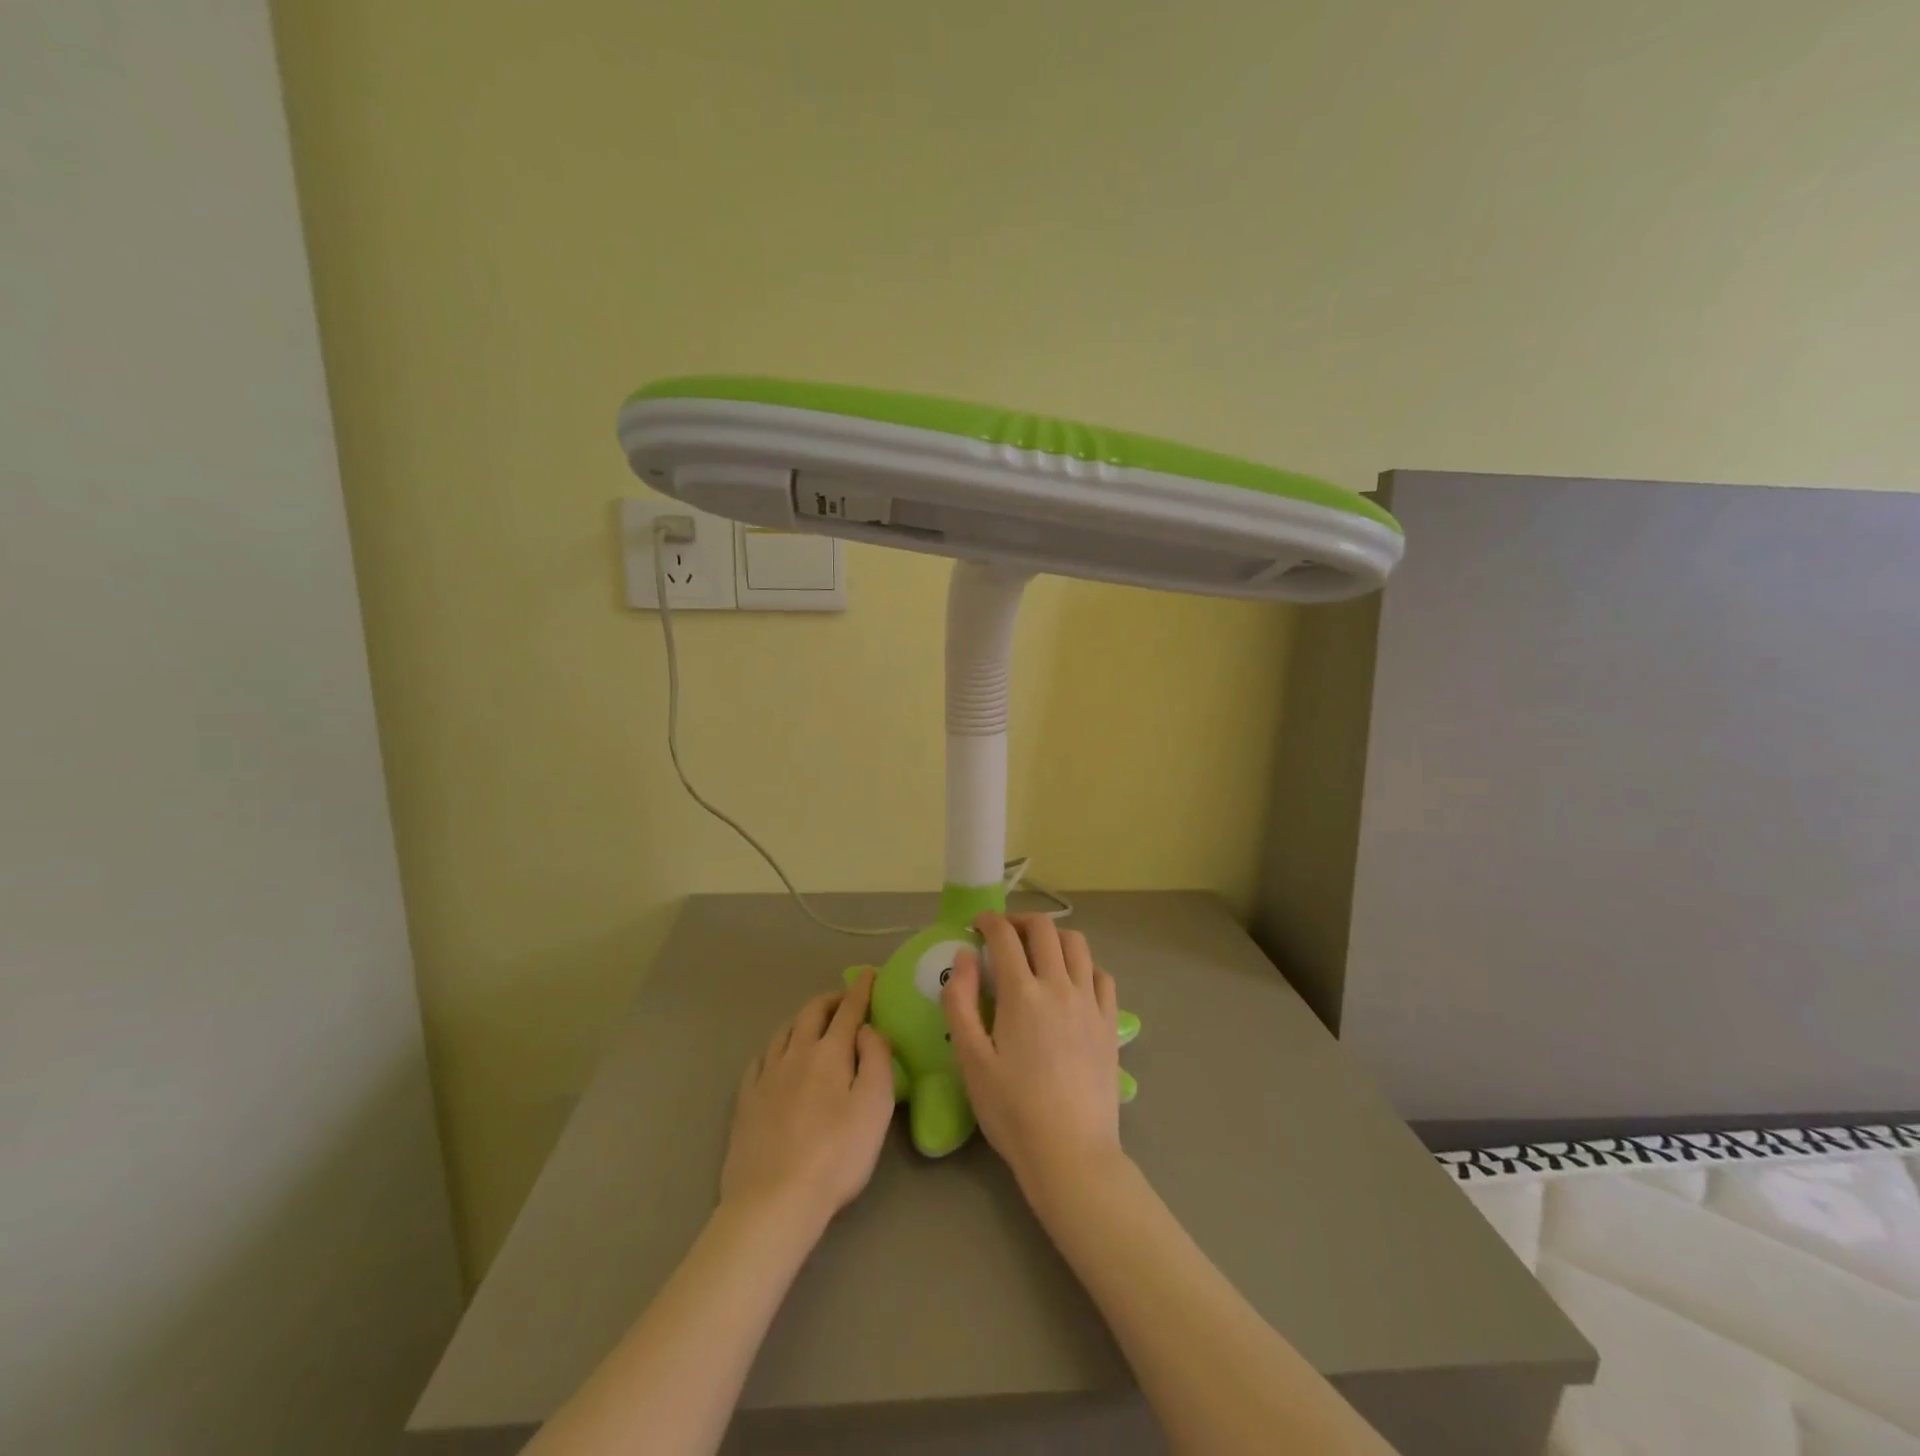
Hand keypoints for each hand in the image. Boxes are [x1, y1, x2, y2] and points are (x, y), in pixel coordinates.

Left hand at [720, 970, 896, 1228]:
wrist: (773, 1201)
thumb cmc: (836, 1155)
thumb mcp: (875, 1106)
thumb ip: (877, 1059)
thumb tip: (867, 1029)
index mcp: (830, 1052)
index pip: (849, 1009)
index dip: (861, 989)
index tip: (869, 974)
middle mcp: (795, 1054)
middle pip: (812, 1013)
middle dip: (830, 1000)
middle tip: (844, 1001)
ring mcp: (766, 1076)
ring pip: (784, 1032)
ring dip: (802, 1020)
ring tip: (813, 1024)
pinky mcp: (746, 1101)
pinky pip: (760, 1060)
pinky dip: (775, 1048)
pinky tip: (776, 1058)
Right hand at [942, 914, 1123, 1197]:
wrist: (1070, 1153)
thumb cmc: (1012, 1110)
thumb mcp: (970, 1060)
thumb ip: (960, 1002)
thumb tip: (964, 956)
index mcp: (1022, 994)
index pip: (1005, 936)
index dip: (988, 922)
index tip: (976, 925)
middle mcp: (1060, 986)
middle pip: (1045, 929)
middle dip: (1020, 921)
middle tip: (1003, 934)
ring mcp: (1090, 1003)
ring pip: (1077, 944)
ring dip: (1054, 937)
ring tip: (1038, 952)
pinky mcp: (1111, 1023)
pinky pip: (1101, 975)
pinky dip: (1084, 965)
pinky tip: (1072, 982)